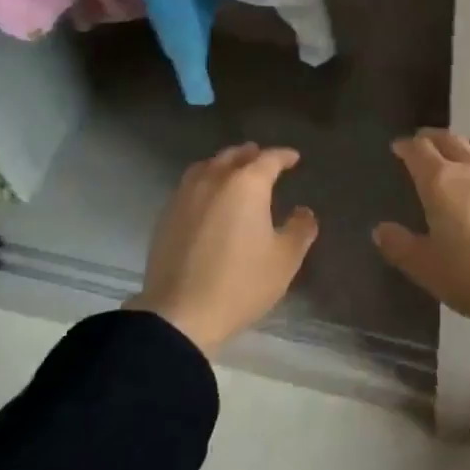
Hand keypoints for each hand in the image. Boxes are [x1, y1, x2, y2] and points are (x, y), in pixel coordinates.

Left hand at [130, 145, 318, 356]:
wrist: (179, 315)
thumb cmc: (240, 283)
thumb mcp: (284, 260)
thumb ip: (300, 229)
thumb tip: (304, 212)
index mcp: (247, 184)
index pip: (269, 159)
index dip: (284, 156)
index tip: (294, 158)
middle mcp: (214, 180)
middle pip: (234, 156)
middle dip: (251, 154)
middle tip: (263, 158)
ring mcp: (185, 196)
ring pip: (207, 166)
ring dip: (224, 164)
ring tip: (233, 171)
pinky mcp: (166, 215)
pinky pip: (189, 185)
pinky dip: (204, 181)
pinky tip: (208, 198)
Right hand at [373, 130, 469, 394]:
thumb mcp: (427, 268)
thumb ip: (401, 246)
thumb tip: (381, 230)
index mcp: (440, 181)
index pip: (419, 151)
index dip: (406, 146)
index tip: (398, 147)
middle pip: (450, 140)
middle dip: (433, 139)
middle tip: (423, 142)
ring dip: (468, 145)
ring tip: (462, 153)